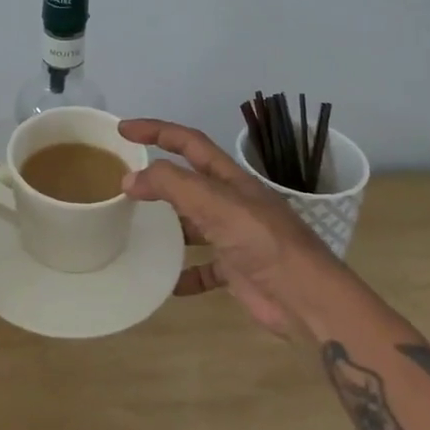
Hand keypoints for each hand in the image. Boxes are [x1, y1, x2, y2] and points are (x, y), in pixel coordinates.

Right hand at [120, 119, 342, 340]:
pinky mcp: (236, 271)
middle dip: (158, 179)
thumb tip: (131, 178)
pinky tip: (165, 283)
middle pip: (188, 182)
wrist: (306, 299)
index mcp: (230, 179)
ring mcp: (234, 237)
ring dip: (167, 226)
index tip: (124, 129)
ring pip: (192, 224)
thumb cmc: (263, 242)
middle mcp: (231, 203)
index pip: (188, 142)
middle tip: (123, 183)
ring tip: (134, 229)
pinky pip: (202, 269)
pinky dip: (183, 274)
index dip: (157, 131)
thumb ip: (173, 185)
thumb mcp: (216, 204)